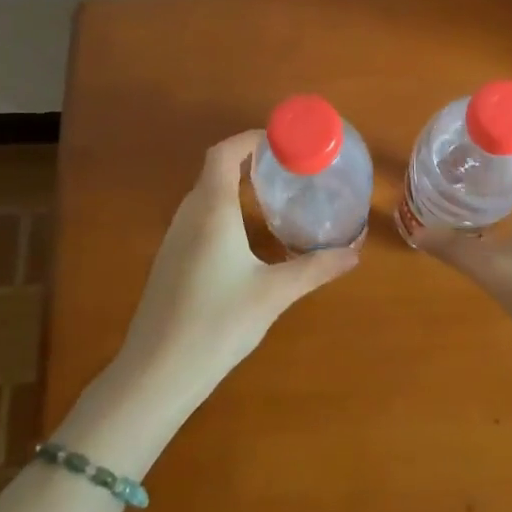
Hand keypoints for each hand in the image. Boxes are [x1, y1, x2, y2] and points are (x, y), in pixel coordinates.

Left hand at [116, 130, 358, 405]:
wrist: (157, 372)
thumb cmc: (217, 323)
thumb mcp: (274, 294)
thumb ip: (315, 268)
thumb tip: (355, 253)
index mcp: (211, 211)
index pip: (224, 153)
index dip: (251, 139)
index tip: (284, 143)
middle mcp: (189, 216)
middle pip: (214, 170)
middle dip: (249, 160)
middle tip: (289, 168)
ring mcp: (174, 239)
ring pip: (204, 195)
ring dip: (235, 186)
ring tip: (273, 195)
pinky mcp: (170, 261)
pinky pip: (198, 218)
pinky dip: (224, 211)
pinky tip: (246, 238)